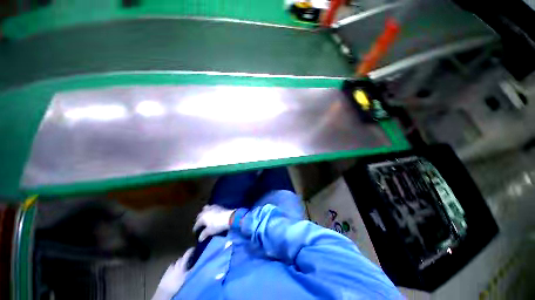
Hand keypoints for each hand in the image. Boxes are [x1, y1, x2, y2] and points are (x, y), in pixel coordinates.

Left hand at [152, 248, 193, 299]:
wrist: (164, 291)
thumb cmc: (176, 283)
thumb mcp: (186, 277)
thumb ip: (191, 269)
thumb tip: (197, 264)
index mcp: (181, 263)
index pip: (187, 254)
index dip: (191, 250)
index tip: (195, 248)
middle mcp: (175, 263)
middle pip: (182, 258)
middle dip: (186, 258)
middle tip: (191, 260)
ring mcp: (170, 267)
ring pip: (177, 262)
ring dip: (181, 263)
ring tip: (185, 267)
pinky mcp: (167, 271)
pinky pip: (174, 266)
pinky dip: (177, 267)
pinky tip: (178, 272)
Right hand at [193, 205, 234, 241]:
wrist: (229, 217)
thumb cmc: (217, 225)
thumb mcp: (210, 231)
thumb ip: (204, 234)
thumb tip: (199, 238)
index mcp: (202, 217)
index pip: (197, 223)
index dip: (195, 228)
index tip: (194, 231)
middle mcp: (206, 211)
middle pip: (200, 214)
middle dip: (198, 219)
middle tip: (199, 223)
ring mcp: (212, 207)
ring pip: (205, 208)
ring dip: (204, 212)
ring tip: (205, 216)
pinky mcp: (218, 206)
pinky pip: (212, 207)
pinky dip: (210, 209)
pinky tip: (212, 212)